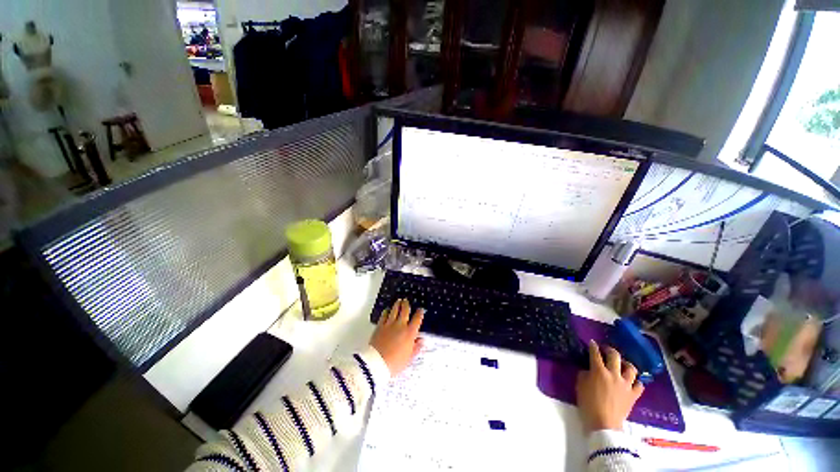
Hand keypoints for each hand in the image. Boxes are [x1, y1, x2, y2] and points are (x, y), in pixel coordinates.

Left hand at [369, 298, 423, 376]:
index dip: (420, 313)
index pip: (417, 319)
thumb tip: (421, 341)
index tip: (420, 310)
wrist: (376, 363)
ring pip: (394, 310)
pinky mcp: (380, 326)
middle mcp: (400, 325)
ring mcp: (389, 324)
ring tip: (398, 301)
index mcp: (410, 333)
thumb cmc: (395, 363)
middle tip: (406, 301)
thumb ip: (416, 348)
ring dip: (397, 304)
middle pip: (405, 310)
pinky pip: (384, 315)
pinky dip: (386, 311)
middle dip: (406, 304)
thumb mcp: (409, 358)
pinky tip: (387, 310)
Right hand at [575, 340, 643, 431]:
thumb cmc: (588, 404)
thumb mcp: (580, 386)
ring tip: (622, 365)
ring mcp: (625, 384)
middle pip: (615, 356)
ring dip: (626, 364)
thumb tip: (588, 371)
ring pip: (631, 368)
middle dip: (610, 350)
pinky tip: (632, 382)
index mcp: (598, 371)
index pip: (595, 353)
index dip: (593, 346)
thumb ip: (584, 375)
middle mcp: (613, 374)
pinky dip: (636, 382)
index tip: (592, 342)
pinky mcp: (633, 395)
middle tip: (606, 350)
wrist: (604, 424)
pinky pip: (639, 385)